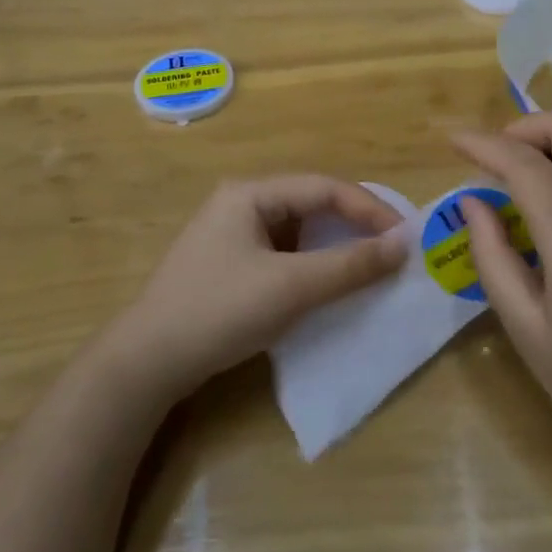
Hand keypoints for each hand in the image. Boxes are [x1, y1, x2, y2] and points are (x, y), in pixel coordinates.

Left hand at [106, 176, 404, 403]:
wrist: (146, 363)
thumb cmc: (220, 311)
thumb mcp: (291, 287)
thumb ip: (350, 265)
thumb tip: (404, 245)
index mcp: (250, 194)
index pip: (324, 188)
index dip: (369, 208)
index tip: (406, 236)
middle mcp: (240, 204)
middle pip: (310, 204)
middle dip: (353, 224)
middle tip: (392, 248)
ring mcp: (231, 235)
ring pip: (297, 231)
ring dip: (333, 246)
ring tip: (368, 265)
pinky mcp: (228, 265)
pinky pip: (282, 254)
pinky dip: (311, 265)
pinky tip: (327, 284)